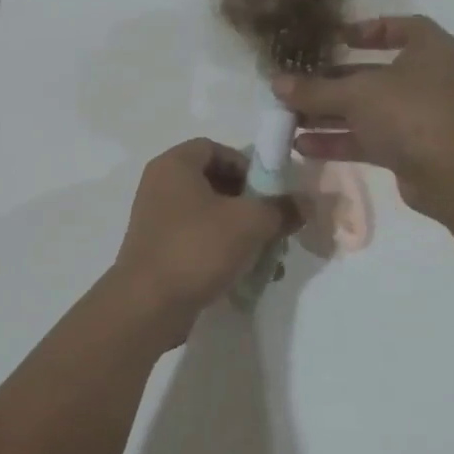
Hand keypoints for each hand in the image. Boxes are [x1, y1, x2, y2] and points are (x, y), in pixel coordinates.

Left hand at [108, 138, 297, 349]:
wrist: (147, 305)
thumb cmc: (197, 248)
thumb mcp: (250, 223)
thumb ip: (281, 208)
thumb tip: (305, 203)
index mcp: (174, 165)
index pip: (215, 148)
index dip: (246, 164)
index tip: (269, 191)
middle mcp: (160, 185)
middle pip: (214, 182)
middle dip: (249, 203)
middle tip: (273, 224)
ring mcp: (156, 219)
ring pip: (208, 215)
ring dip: (241, 231)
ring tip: (268, 256)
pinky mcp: (158, 251)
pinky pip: (197, 240)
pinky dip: (221, 251)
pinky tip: (246, 275)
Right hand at [273, 15, 453, 220]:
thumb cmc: (411, 112)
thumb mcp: (357, 94)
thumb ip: (314, 89)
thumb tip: (275, 83)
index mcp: (428, 49)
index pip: (402, 27)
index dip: (369, 29)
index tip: (336, 39)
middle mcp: (425, 79)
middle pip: (373, 73)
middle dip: (332, 81)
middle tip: (296, 85)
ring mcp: (418, 116)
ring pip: (366, 109)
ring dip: (329, 114)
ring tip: (289, 119)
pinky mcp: (408, 149)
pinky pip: (367, 138)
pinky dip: (338, 140)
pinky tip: (303, 146)